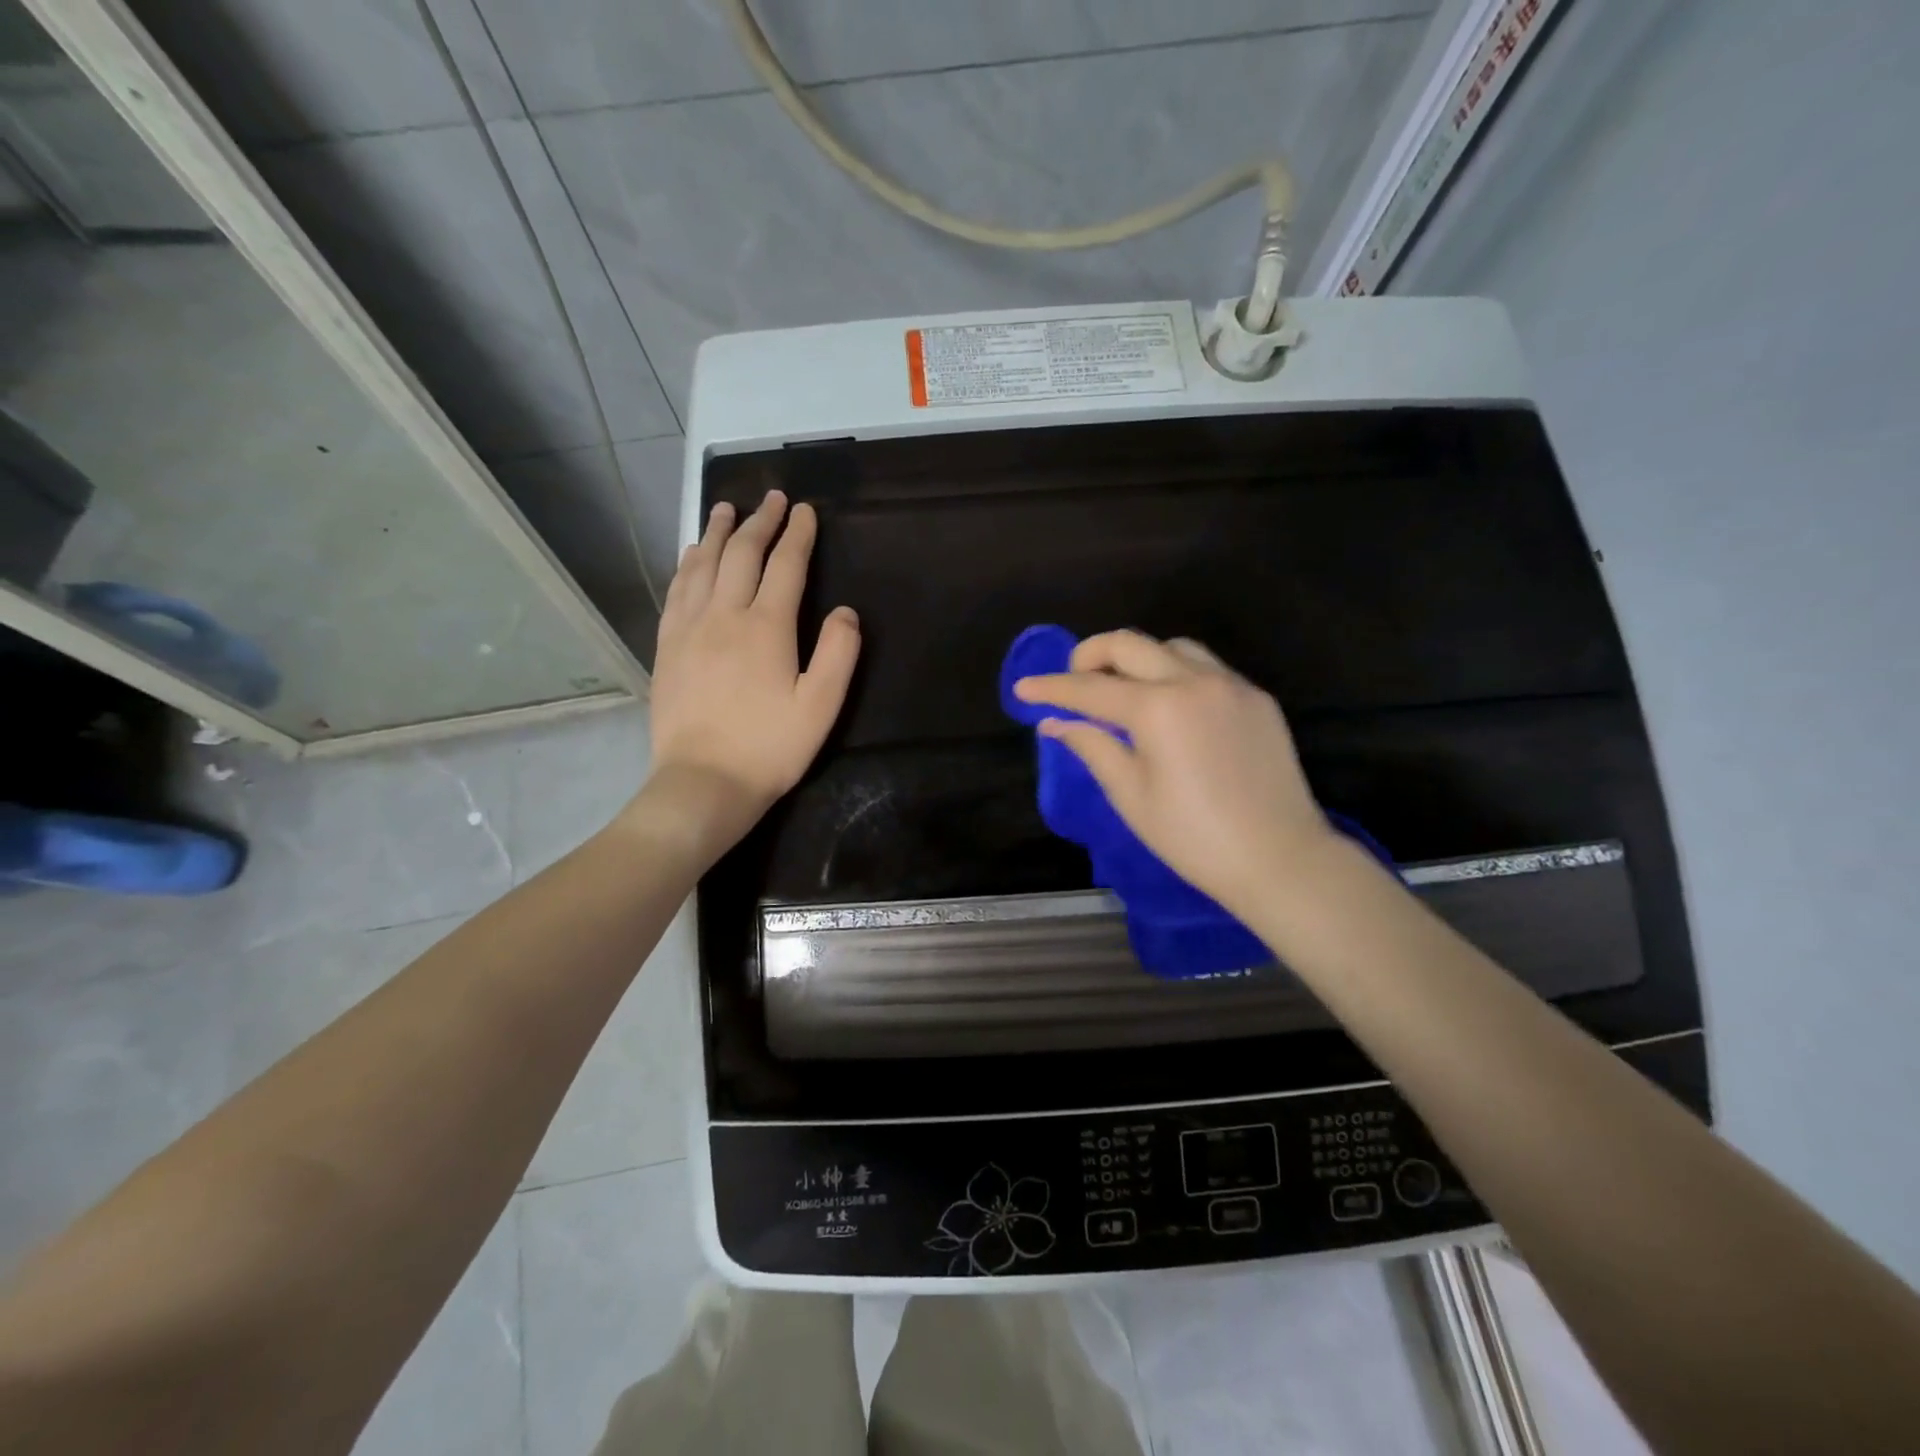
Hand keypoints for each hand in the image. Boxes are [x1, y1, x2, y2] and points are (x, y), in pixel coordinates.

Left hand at [644, 490, 859, 850]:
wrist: (703, 782)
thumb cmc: (770, 747)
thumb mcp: (821, 706)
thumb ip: (839, 653)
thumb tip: (845, 611)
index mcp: (766, 627)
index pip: (785, 566)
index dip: (797, 534)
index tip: (805, 510)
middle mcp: (724, 615)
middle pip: (742, 554)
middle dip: (760, 521)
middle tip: (772, 498)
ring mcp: (689, 628)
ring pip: (703, 565)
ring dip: (718, 532)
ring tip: (726, 508)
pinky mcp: (667, 647)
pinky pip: (677, 590)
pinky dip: (687, 563)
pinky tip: (691, 555)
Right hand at [1013, 630, 1333, 918]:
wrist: (1280, 859)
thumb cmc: (1193, 838)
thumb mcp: (1131, 795)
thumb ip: (1092, 746)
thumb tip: (1055, 722)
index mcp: (1158, 708)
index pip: (1090, 688)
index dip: (1052, 688)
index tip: (1024, 688)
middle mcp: (1195, 681)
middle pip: (1130, 644)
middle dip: (1090, 655)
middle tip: (1072, 681)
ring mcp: (1231, 685)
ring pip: (1172, 646)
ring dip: (1137, 658)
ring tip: (1123, 690)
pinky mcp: (1256, 698)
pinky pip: (1206, 667)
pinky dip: (1175, 672)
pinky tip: (1170, 705)